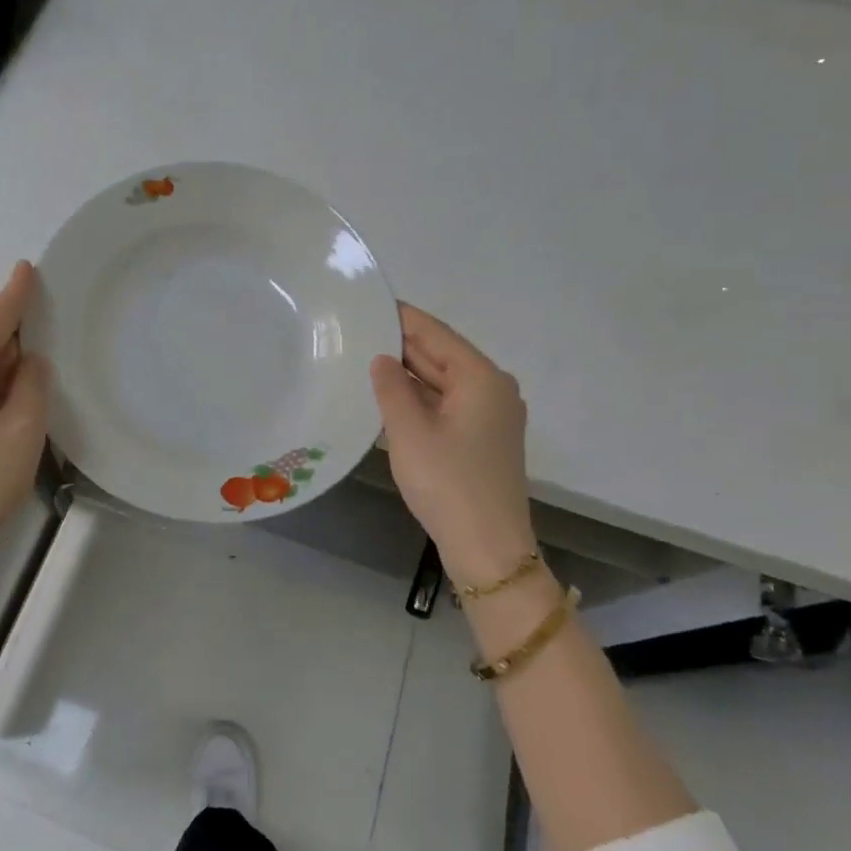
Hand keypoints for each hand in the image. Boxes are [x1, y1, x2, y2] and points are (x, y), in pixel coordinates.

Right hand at [370, 304, 537, 585]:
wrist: (487, 548)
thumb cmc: (447, 482)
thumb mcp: (409, 431)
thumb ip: (391, 388)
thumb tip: (382, 359)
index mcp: (482, 378)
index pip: (436, 334)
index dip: (402, 318)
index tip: (370, 303)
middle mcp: (493, 389)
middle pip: (442, 355)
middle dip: (402, 344)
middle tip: (357, 330)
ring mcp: (491, 416)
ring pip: (443, 381)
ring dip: (409, 372)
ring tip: (364, 358)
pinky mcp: (482, 438)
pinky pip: (447, 403)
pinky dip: (420, 396)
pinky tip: (389, 395)